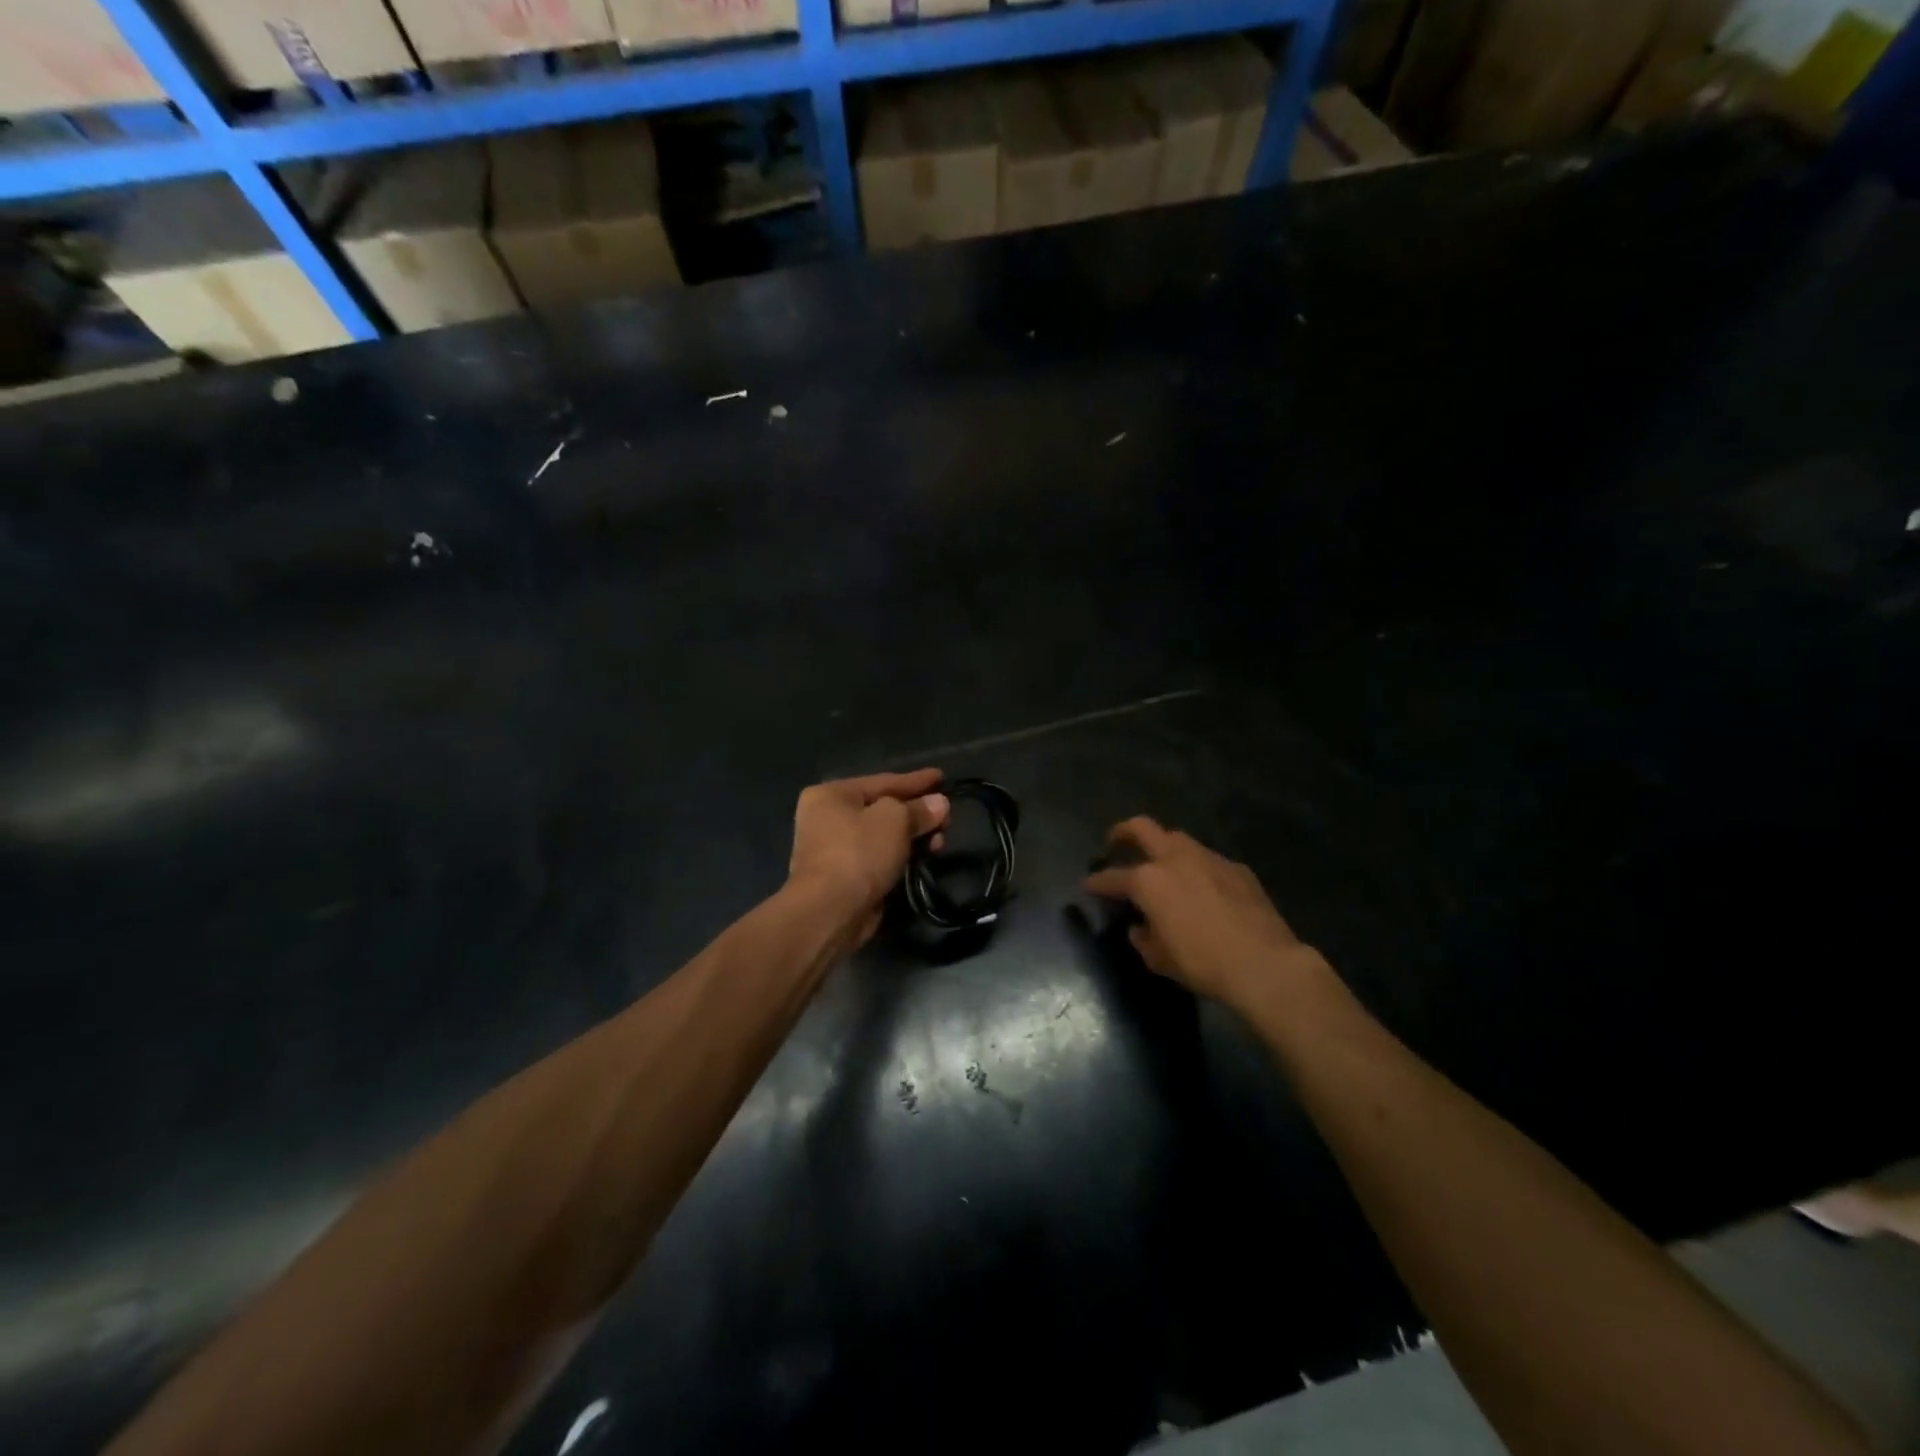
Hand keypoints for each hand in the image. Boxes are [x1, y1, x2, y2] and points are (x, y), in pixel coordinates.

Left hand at [788, 769, 950, 946]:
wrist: (829, 911)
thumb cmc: (858, 852)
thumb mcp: (895, 821)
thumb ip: (918, 809)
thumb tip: (939, 803)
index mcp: (831, 794)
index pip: (883, 781)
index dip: (916, 780)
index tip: (942, 777)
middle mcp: (827, 818)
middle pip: (883, 809)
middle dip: (917, 813)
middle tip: (947, 818)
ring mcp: (834, 849)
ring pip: (883, 836)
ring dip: (913, 837)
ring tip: (940, 843)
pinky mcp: (844, 877)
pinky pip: (879, 858)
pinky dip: (901, 856)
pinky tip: (923, 858)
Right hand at [1084, 817, 1325, 1011]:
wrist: (1264, 963)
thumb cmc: (1202, 963)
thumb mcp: (1159, 959)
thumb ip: (1143, 938)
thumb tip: (1140, 928)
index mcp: (1149, 881)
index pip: (1112, 877)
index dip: (1096, 882)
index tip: (1087, 885)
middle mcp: (1175, 859)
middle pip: (1142, 828)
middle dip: (1123, 831)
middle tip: (1115, 841)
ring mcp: (1209, 859)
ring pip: (1178, 839)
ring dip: (1164, 847)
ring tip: (1162, 864)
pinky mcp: (1237, 868)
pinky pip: (1209, 860)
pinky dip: (1198, 868)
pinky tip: (1203, 887)